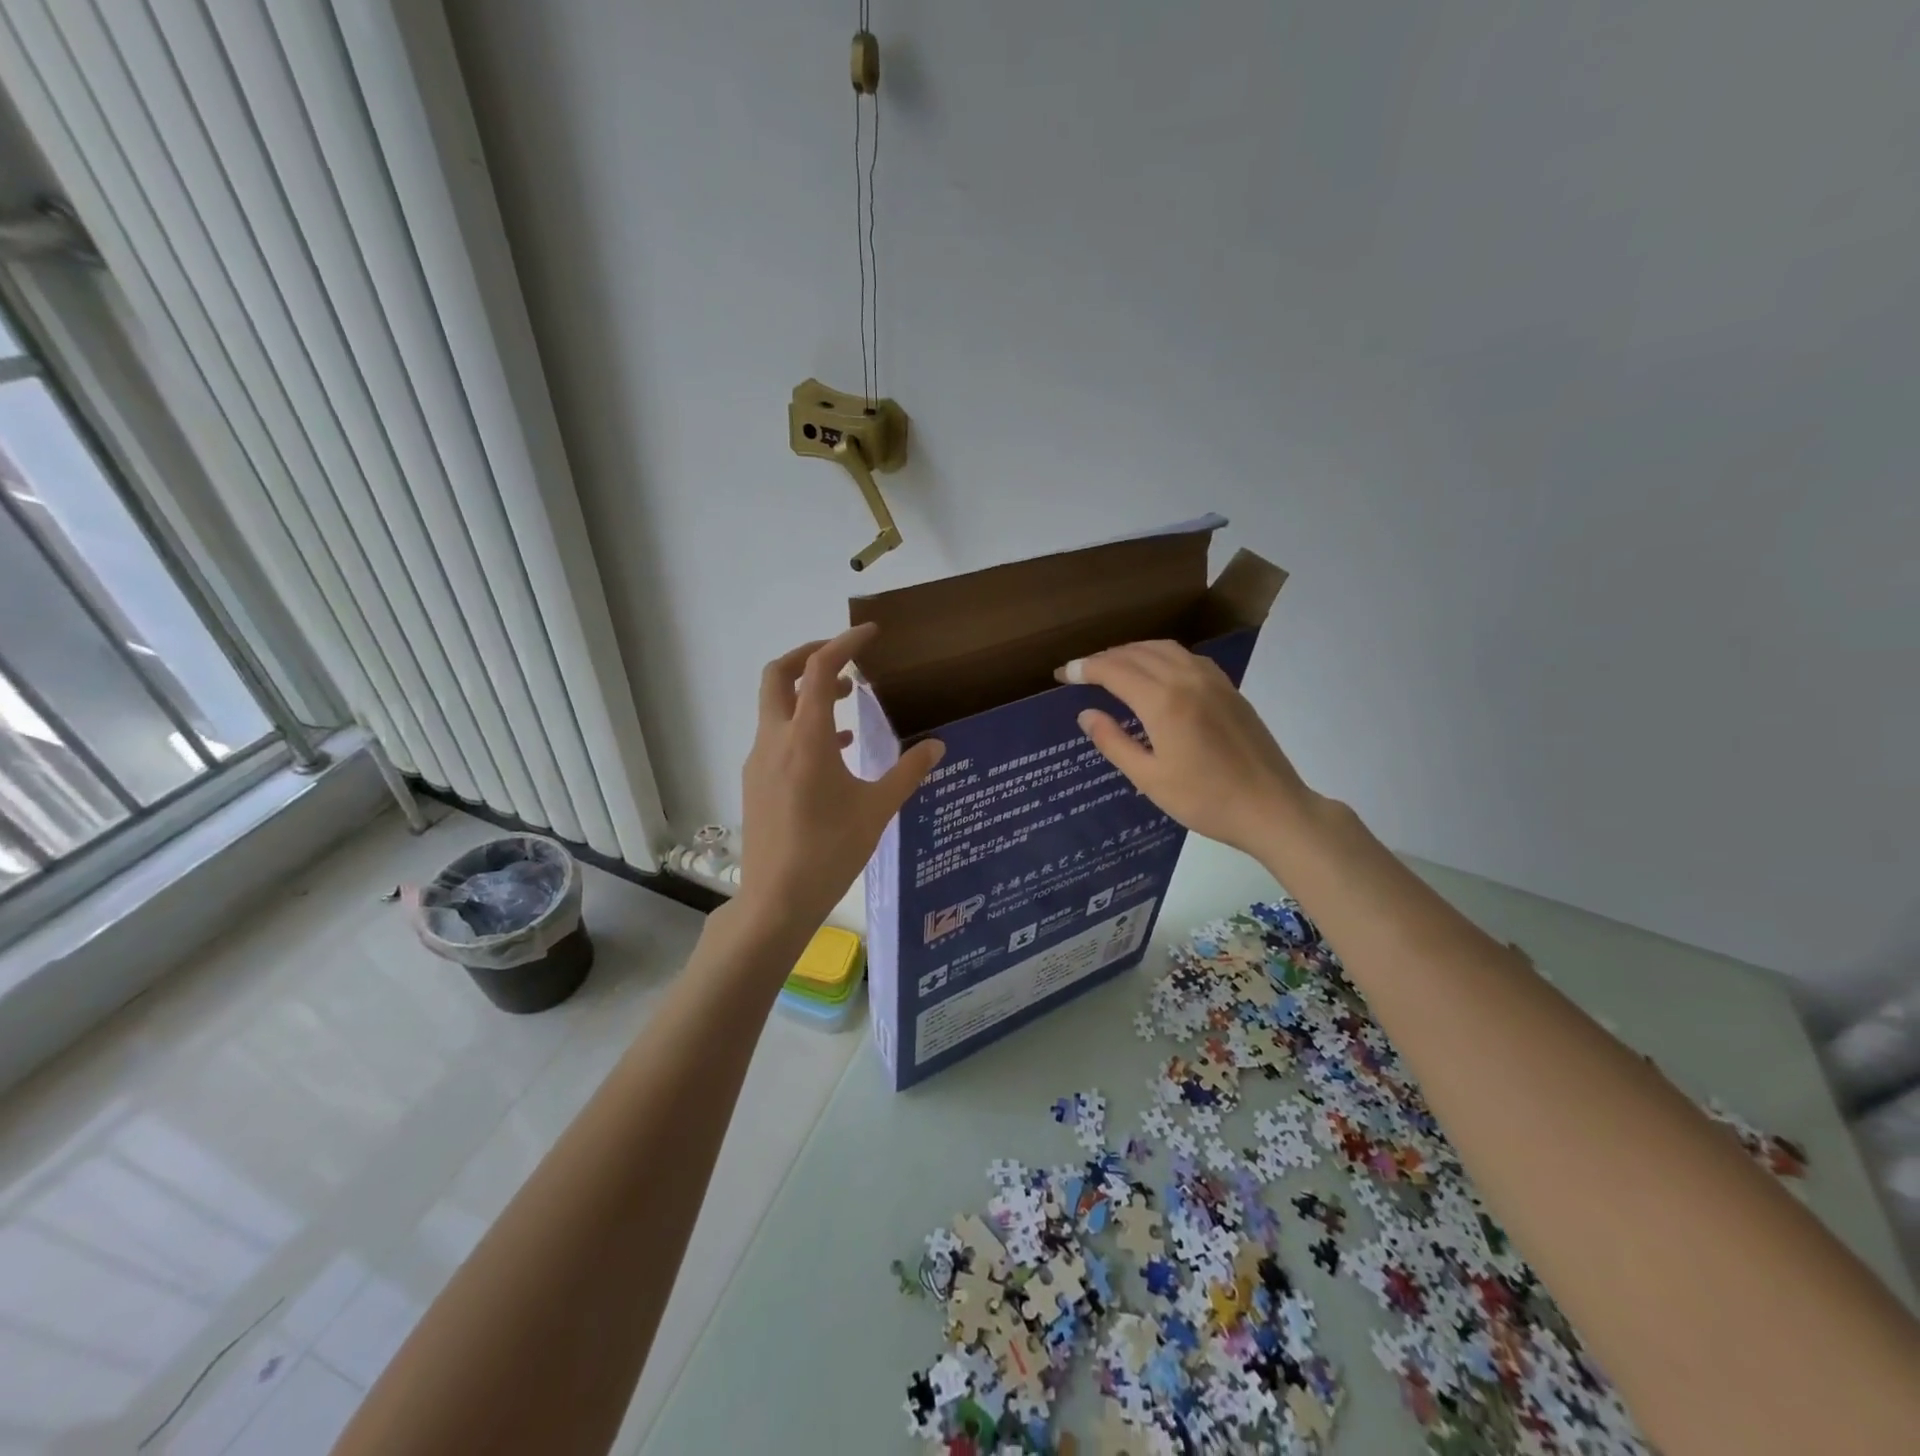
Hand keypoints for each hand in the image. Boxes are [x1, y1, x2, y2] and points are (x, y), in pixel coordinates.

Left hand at [735, 624, 943, 941]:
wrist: (776, 900)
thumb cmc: (830, 851)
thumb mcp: (877, 810)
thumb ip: (908, 771)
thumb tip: (937, 745)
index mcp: (804, 738)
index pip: (817, 669)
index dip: (843, 643)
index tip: (870, 634)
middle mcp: (774, 740)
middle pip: (778, 675)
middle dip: (809, 655)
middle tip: (846, 659)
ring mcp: (759, 761)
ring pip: (775, 706)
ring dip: (806, 692)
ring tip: (847, 702)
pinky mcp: (756, 782)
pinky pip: (777, 736)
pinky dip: (802, 725)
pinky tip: (834, 751)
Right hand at [1061, 640, 1314, 856]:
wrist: (1271, 808)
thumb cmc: (1205, 801)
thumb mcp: (1149, 778)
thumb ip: (1114, 742)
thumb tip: (1086, 714)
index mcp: (1163, 702)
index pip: (1114, 671)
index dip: (1084, 669)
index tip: (1062, 674)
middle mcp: (1187, 679)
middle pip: (1137, 653)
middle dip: (1104, 657)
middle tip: (1080, 671)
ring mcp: (1213, 680)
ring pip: (1164, 649)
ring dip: (1132, 651)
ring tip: (1112, 665)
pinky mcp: (1229, 689)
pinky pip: (1187, 657)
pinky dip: (1161, 655)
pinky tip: (1155, 671)